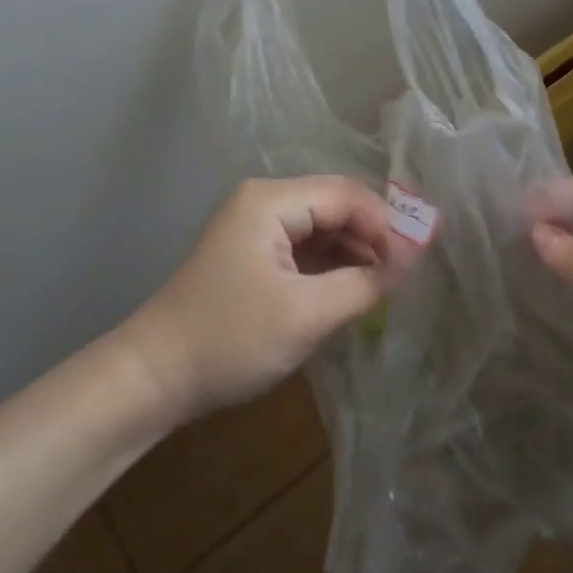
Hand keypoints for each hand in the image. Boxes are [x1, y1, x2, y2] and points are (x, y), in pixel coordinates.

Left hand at [118, 176, 398, 425]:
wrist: (155, 378)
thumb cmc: (229, 340)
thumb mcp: (305, 314)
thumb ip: (365, 283)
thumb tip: (413, 259)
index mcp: (271, 200)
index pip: (347, 195)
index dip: (387, 224)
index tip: (418, 262)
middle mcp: (265, 201)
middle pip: (336, 205)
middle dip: (375, 236)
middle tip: (409, 275)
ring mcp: (257, 227)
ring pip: (324, 227)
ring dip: (356, 253)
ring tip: (388, 286)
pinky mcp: (255, 254)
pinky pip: (307, 248)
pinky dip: (334, 266)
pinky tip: (355, 290)